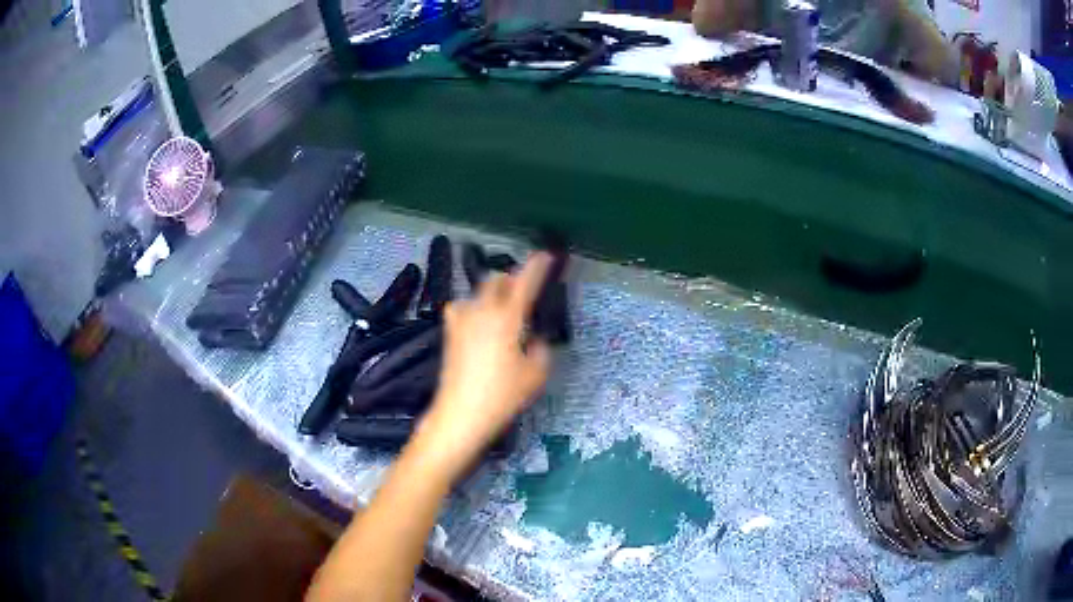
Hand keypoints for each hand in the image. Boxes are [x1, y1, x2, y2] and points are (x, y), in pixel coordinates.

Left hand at [417, 253, 553, 470]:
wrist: (460, 414)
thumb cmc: (502, 395)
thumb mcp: (535, 374)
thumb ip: (540, 349)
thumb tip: (533, 338)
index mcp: (507, 317)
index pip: (525, 283)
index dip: (538, 266)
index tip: (547, 255)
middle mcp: (481, 310)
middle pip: (496, 279)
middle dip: (512, 279)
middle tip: (526, 290)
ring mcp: (461, 319)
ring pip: (478, 291)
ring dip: (494, 292)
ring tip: (504, 309)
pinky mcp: (449, 332)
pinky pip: (463, 307)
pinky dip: (475, 307)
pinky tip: (481, 322)